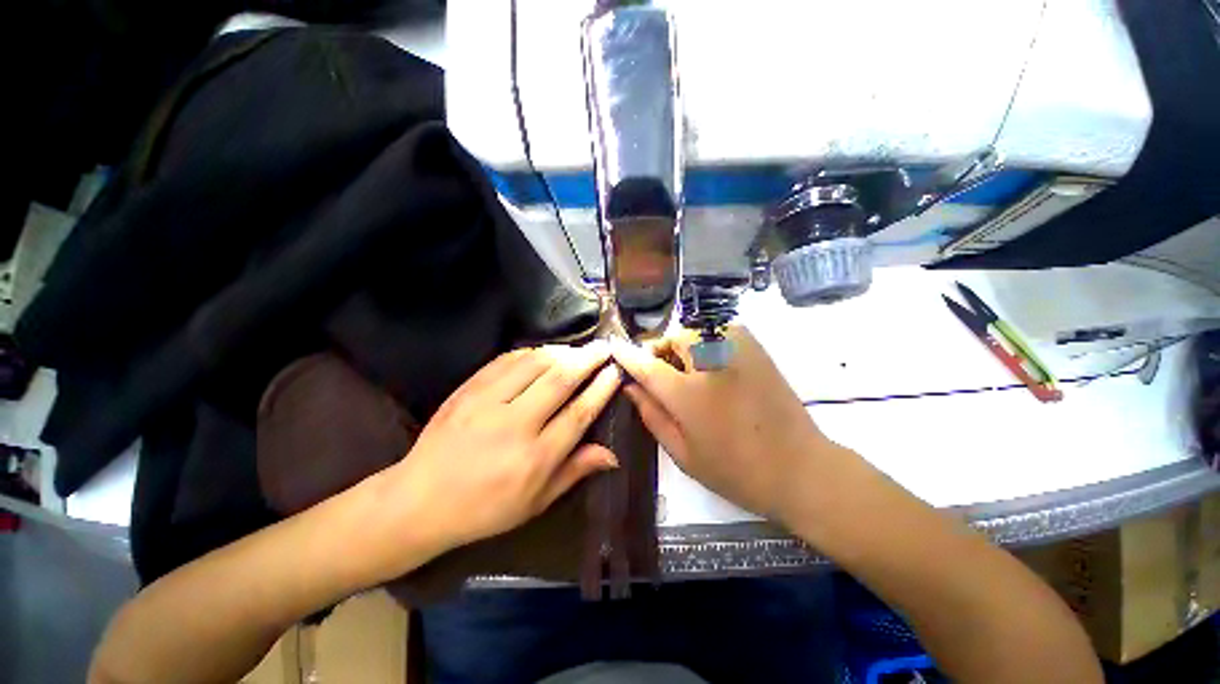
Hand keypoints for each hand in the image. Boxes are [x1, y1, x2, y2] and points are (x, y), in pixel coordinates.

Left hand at [386, 343, 622, 558]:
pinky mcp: (468, 390)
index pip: (579, 413)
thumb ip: (575, 471)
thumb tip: (613, 453)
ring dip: (563, 351)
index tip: (615, 372)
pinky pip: (506, 360)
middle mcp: (514, 425)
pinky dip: (531, 352)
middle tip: (605, 347)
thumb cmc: (485, 509)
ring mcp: (487, 403)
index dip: (601, 389)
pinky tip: (544, 352)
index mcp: (535, 458)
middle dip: (588, 359)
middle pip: (560, 380)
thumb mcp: (536, 502)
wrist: (419, 500)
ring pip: (535, 363)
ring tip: (579, 349)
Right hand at [612, 327, 840, 522]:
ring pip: (694, 333)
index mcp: (688, 393)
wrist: (800, 467)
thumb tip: (630, 387)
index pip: (646, 363)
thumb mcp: (682, 453)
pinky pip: (717, 334)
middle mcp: (711, 361)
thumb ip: (651, 414)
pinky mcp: (755, 347)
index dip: (626, 353)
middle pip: (672, 339)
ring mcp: (737, 349)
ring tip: (690, 374)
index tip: (613, 346)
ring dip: (683, 348)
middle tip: (663, 375)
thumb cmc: (735, 470)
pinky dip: (706, 345)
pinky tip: (714, 370)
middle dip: (661, 352)